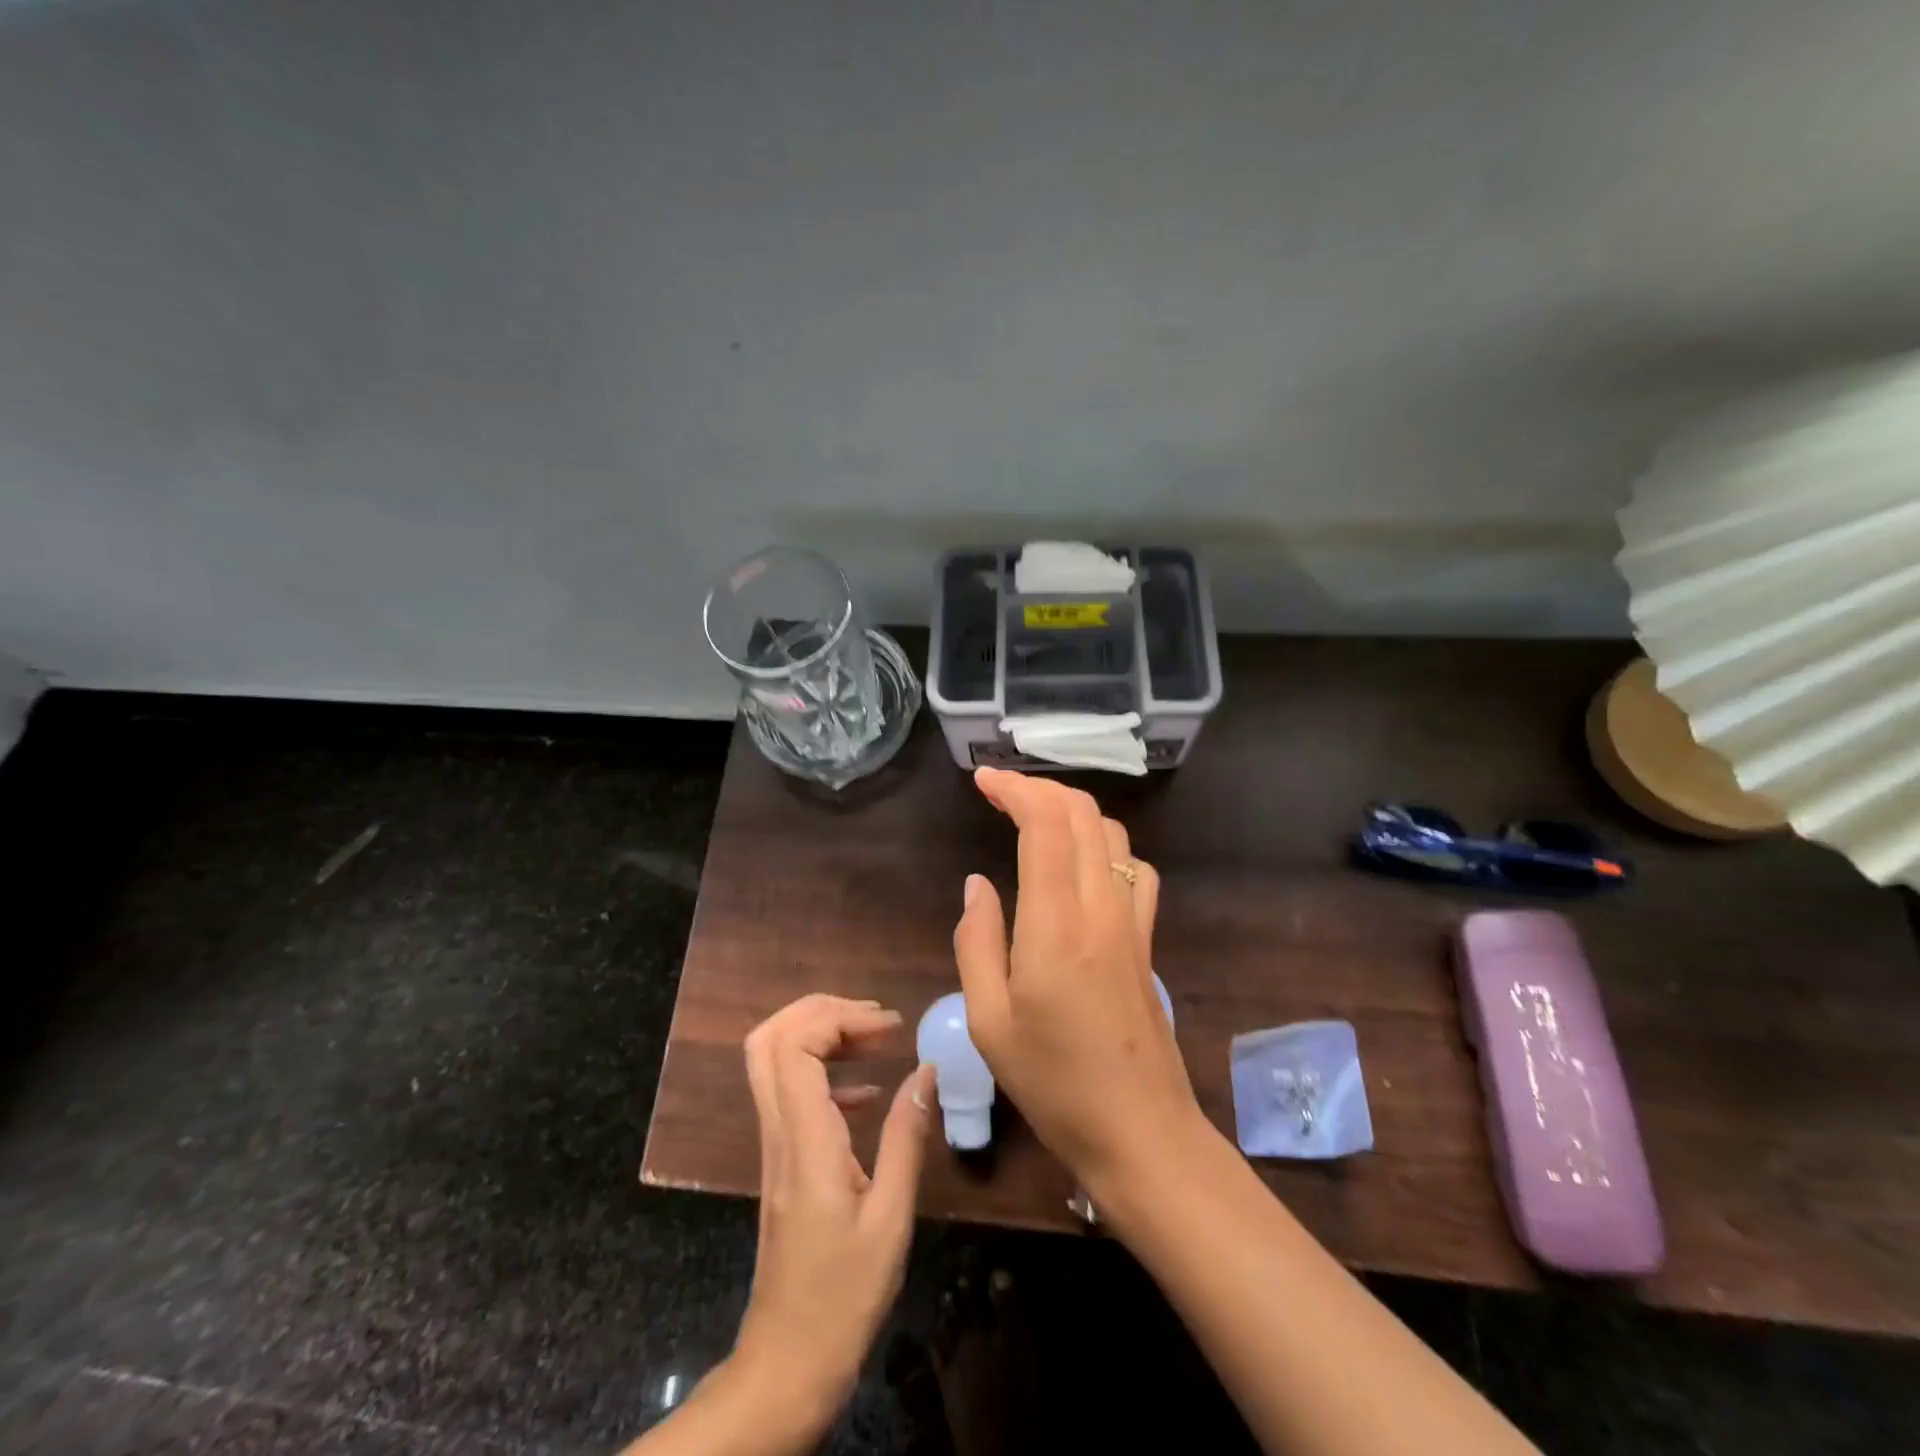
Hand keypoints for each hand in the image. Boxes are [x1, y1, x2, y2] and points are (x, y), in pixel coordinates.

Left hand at [732, 994, 933, 1432]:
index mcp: (805, 1141)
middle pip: (770, 1039)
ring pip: (773, 1060)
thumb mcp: (891, 1218)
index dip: (837, 1018)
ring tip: (877, 1039)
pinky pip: (789, 1091)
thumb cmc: (844, 1297)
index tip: (889, 1027)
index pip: (794, 1046)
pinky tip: (867, 1090)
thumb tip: (926, 1070)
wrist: (787, 1362)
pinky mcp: (781, 1159)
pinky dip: (824, 1071)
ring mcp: (774, 1144)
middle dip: (821, 1010)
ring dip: (821, 1034)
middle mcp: (779, 1131)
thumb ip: (906, 1138)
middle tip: (875, 1019)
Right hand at [952, 767, 1201, 1190]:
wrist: (1141, 1133)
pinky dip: (1105, 845)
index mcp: (1055, 926)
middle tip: (999, 791)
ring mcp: (1131, 922)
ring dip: (1072, 811)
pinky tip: (1083, 864)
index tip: (983, 780)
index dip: (1015, 790)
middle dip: (1039, 789)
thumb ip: (977, 942)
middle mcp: (1099, 909)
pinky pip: (1134, 869)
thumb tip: (977, 884)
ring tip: (1033, 816)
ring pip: (1111, 835)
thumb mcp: (990, 1022)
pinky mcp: (1146, 939)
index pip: (1044, 826)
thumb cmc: (1053, 1084)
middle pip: (1082, 816)